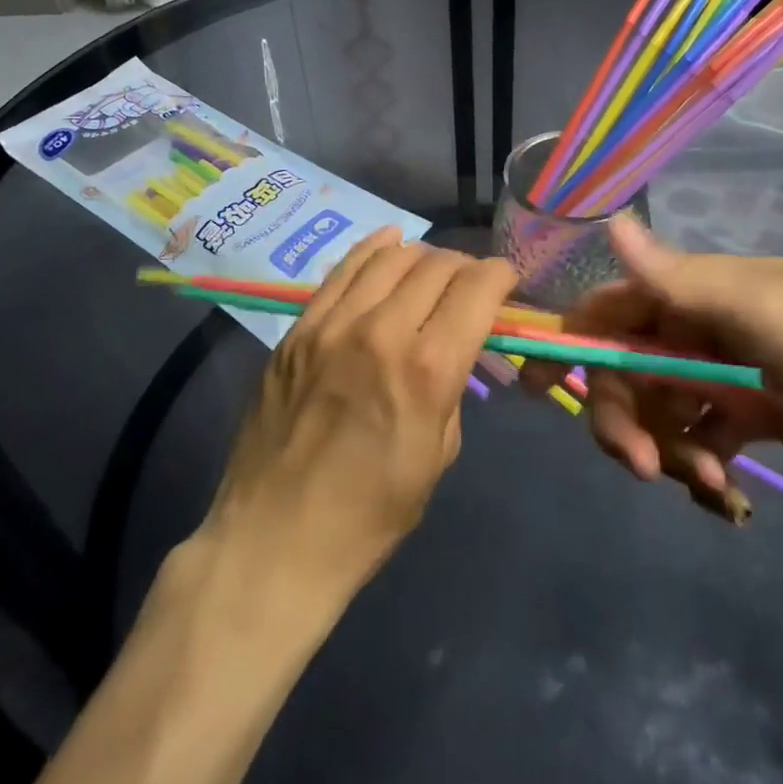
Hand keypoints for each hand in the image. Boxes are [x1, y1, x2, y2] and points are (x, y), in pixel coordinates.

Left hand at [202, 228, 518, 598]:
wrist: (275, 540)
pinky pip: (342, 270)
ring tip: (433, 267)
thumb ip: (452, 387)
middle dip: (465, 266)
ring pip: (389, 257)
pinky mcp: (298, 329)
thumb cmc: (370, 515)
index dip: (500, 276)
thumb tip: (456, 347)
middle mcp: (381, 331)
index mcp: (427, 370)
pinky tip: (390, 243)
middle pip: (436, 266)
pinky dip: (374, 249)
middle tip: (471, 283)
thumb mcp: (438, 455)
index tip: (507, 281)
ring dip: (423, 254)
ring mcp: (331, 325)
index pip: (475, 289)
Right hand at [522, 215, 782, 515]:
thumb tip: (610, 222)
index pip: (610, 307)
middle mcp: (696, 327)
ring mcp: (720, 373)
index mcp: (693, 291)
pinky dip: (698, 463)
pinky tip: (724, 490)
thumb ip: (676, 277)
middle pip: (625, 369)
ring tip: (707, 479)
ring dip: (665, 446)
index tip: (534, 386)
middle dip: (621, 414)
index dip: (570, 339)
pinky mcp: (746, 415)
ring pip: (657, 410)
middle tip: (639, 464)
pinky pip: (697, 439)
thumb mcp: (758, 306)